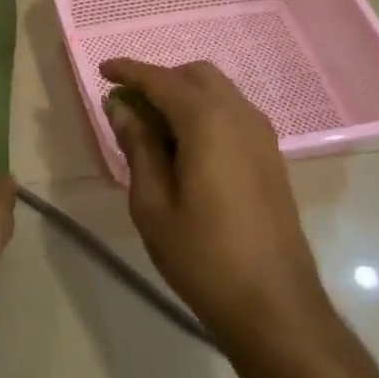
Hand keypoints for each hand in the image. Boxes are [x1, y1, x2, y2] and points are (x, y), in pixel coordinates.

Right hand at [101, 59, 329, 342]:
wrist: (275, 307)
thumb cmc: (203, 256)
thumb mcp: (153, 203)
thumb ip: (137, 146)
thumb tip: (120, 107)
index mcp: (208, 123)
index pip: (161, 80)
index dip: (129, 71)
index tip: (102, 70)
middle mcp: (240, 117)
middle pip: (196, 75)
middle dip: (159, 79)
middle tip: (128, 105)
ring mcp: (262, 137)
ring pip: (218, 92)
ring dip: (183, 95)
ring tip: (153, 127)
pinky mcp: (272, 158)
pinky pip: (233, 114)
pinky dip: (204, 112)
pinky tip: (185, 147)